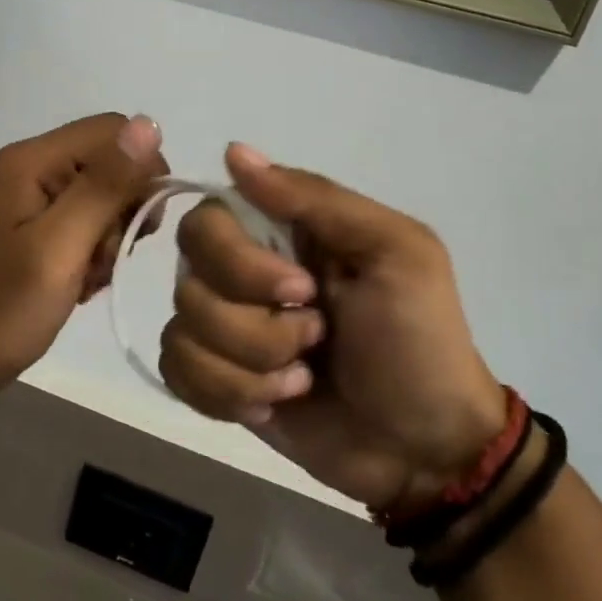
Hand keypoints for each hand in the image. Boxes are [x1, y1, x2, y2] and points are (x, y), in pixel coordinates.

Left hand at [0, 113, 167, 389]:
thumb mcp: (61, 245)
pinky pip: (88, 221)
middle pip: (110, 163)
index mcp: (33, 159)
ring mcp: (34, 195)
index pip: (114, 131)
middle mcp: (33, 166)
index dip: (140, 171)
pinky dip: (94, 251)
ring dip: (109, 238)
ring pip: (104, 196)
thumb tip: (149, 125)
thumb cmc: (8, 303)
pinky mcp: (38, 223)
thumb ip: (105, 186)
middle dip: (123, 211)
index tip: (142, 224)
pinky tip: (80, 281)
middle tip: (105, 257)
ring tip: (88, 275)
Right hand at [160, 144, 507, 512]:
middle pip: (187, 277)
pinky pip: (176, 372)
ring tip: (303, 380)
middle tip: (314, 337)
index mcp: (279, 234)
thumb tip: (233, 151)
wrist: (425, 449)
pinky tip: (274, 404)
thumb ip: (316, 197)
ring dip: (250, 365)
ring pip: (182, 330)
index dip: (239, 260)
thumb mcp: (395, 251)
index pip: (207, 219)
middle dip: (252, 324)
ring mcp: (223, 330)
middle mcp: (238, 274)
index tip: (301, 290)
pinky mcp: (214, 381)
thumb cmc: (418, 341)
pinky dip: (227, 394)